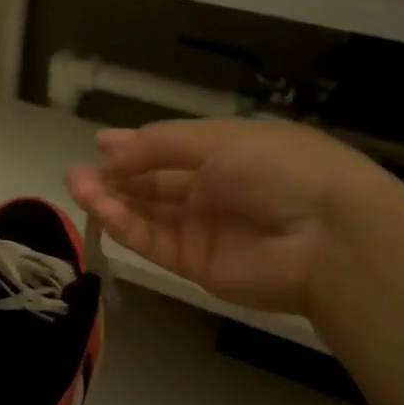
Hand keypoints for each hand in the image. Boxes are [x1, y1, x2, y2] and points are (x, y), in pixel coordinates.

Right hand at [66, 118, 383, 314]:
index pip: (171, 151)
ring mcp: (203, 230)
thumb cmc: (276, 169)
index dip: (135, 148)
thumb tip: (108, 149)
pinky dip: (124, 226)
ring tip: (76, 187)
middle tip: (77, 173)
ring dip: (111, 201)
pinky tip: (100, 210)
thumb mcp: (217, 139)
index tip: (99, 145)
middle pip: (153, 184)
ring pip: (146, 214)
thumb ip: (158, 145)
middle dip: (115, 177)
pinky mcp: (195, 265)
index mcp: (228, 154)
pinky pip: (152, 242)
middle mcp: (214, 191)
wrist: (327, 237)